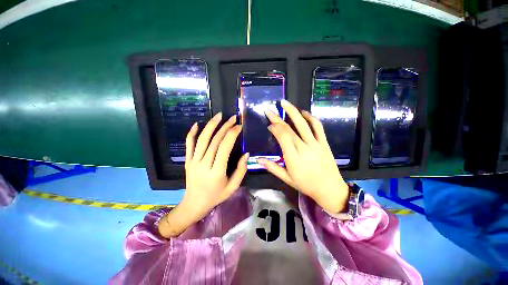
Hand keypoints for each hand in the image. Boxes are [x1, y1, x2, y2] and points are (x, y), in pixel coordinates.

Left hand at [158, 113, 247, 237]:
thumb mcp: (233, 187)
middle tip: (233, 118)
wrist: (194, 204)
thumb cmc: (216, 196)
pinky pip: (188, 145)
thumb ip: (241, 170)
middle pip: (214, 140)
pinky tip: (197, 124)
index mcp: (216, 171)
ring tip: (219, 115)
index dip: (232, 134)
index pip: (224, 147)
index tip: (239, 126)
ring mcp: (193, 161)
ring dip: (211, 125)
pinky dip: (192, 133)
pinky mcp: (187, 161)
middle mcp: (204, 164)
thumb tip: (246, 154)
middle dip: (225, 127)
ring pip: (202, 139)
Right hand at [259, 100, 348, 212]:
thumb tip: (258, 159)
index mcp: (293, 158)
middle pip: (289, 129)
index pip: (282, 136)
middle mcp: (304, 148)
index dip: (274, 128)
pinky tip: (303, 112)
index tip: (269, 126)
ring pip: (303, 123)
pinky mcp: (324, 142)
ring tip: (285, 103)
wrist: (330, 189)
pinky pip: (317, 126)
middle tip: (269, 111)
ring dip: (293, 111)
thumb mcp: (287, 179)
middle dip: (277, 118)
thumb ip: (273, 168)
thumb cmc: (306, 185)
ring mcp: (315, 144)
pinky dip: (310, 117)